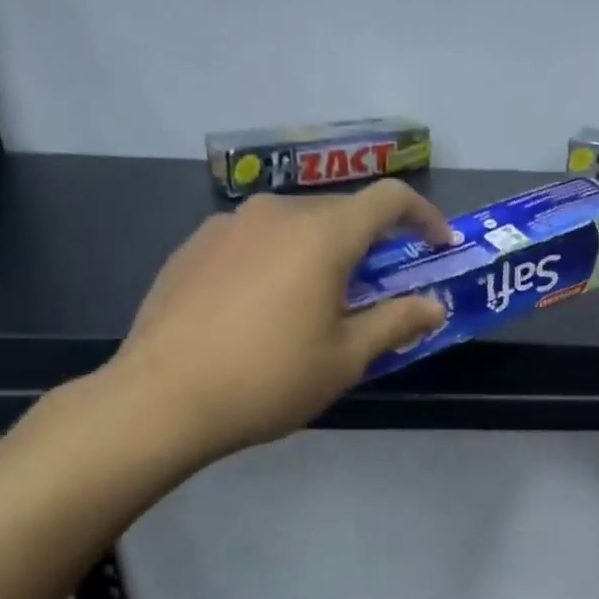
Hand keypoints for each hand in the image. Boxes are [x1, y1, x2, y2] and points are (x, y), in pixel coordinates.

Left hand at [103, 183, 452, 467]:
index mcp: (321, 234)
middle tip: (376, 292)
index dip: (423, 216)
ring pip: (294, 225)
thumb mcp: (346, 358)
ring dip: (321, 253)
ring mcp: (227, 225)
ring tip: (316, 303)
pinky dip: (278, 261)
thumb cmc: (269, 379)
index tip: (437, 245)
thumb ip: (396, 323)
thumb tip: (433, 306)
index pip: (388, 199)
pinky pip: (254, 240)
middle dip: (370, 244)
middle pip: (340, 212)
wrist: (161, 399)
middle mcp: (275, 213)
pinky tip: (263, 308)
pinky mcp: (193, 246)